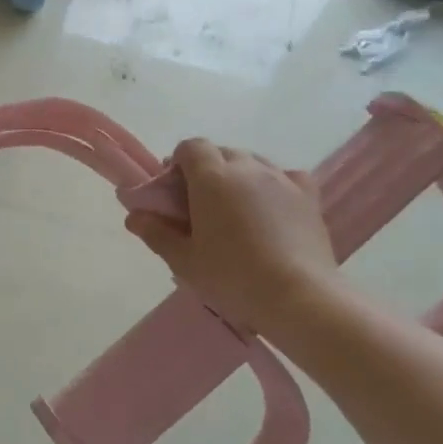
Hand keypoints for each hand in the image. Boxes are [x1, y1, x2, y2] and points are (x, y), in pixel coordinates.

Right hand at [124, 140, 342, 337]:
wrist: (297, 296)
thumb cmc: (231, 276)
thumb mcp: (183, 260)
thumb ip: (156, 233)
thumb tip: (135, 216)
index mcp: (212, 178)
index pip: (191, 147)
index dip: (177, 163)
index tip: (173, 191)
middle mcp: (248, 168)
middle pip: (221, 152)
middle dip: (206, 170)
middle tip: (198, 205)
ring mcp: (282, 179)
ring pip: (253, 162)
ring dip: (237, 176)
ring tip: (233, 210)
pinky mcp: (308, 195)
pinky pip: (284, 175)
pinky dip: (271, 184)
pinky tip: (269, 208)